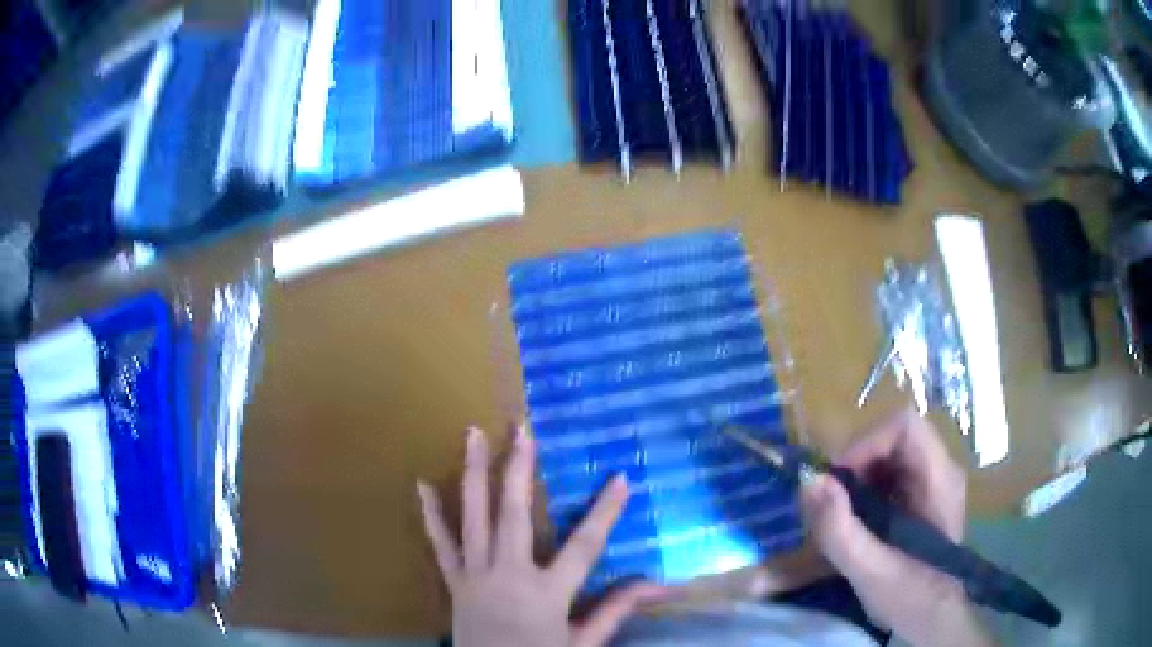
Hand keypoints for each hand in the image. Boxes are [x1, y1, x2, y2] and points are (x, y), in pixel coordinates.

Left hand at [417, 424, 666, 646]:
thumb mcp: (583, 644)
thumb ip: (614, 612)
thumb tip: (654, 585)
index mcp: (547, 593)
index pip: (585, 546)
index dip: (605, 512)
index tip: (620, 478)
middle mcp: (509, 575)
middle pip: (515, 513)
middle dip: (519, 468)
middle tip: (521, 429)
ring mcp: (476, 575)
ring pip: (474, 517)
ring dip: (473, 473)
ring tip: (472, 434)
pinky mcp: (454, 582)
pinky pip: (440, 544)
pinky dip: (431, 514)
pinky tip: (422, 484)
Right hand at [801, 409, 994, 646]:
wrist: (934, 617)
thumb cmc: (910, 597)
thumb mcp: (869, 572)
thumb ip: (839, 530)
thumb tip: (810, 481)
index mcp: (939, 480)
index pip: (904, 426)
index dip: (865, 442)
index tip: (836, 481)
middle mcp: (941, 468)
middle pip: (894, 436)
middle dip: (857, 463)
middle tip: (834, 503)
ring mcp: (934, 479)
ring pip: (889, 452)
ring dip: (858, 477)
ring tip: (844, 517)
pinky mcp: (923, 493)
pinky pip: (890, 472)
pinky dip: (865, 489)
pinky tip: (859, 523)